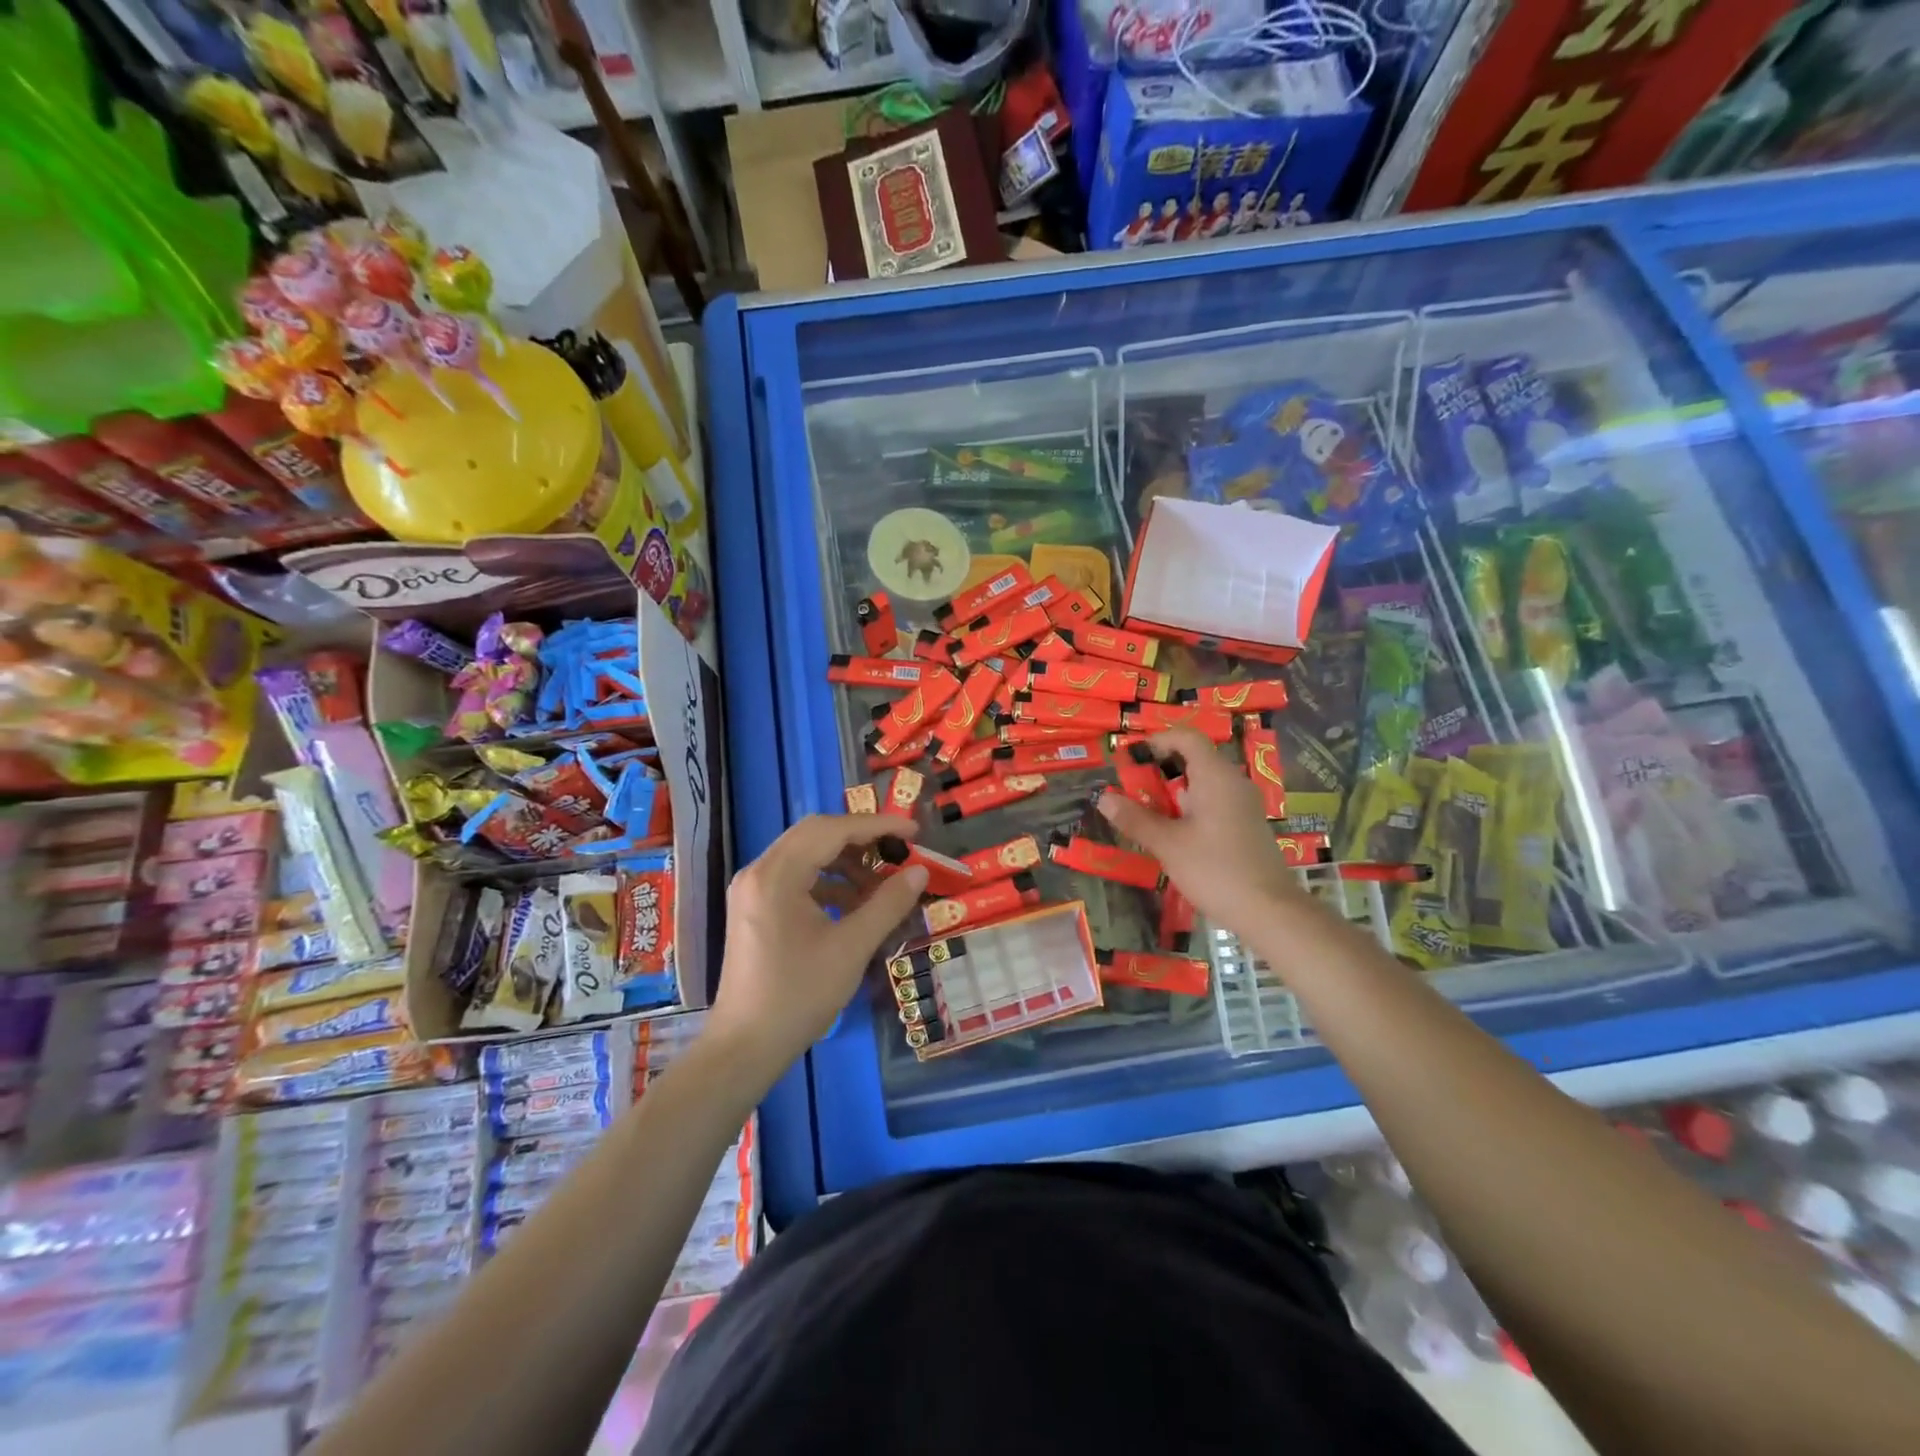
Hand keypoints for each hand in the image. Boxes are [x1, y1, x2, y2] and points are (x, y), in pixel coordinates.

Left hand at [708, 813, 927, 1076]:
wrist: (745, 1046)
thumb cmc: (799, 995)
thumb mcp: (852, 948)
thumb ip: (888, 903)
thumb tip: (919, 871)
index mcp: (777, 874)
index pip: (832, 830)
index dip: (877, 827)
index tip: (914, 833)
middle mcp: (759, 871)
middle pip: (816, 834)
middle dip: (861, 840)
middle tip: (899, 852)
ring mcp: (752, 889)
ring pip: (806, 854)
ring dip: (845, 862)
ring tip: (881, 885)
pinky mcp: (754, 907)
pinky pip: (795, 877)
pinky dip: (828, 882)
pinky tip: (854, 905)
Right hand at [1097, 727, 1301, 933]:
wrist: (1269, 910)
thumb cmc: (1215, 869)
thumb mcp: (1167, 844)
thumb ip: (1135, 818)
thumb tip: (1104, 798)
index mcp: (1215, 776)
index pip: (1186, 737)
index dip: (1157, 740)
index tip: (1131, 759)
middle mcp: (1233, 782)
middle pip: (1194, 758)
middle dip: (1160, 769)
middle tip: (1132, 788)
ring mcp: (1243, 803)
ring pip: (1204, 782)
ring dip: (1173, 791)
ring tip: (1147, 812)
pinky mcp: (1246, 824)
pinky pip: (1214, 801)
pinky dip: (1190, 806)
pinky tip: (1174, 832)